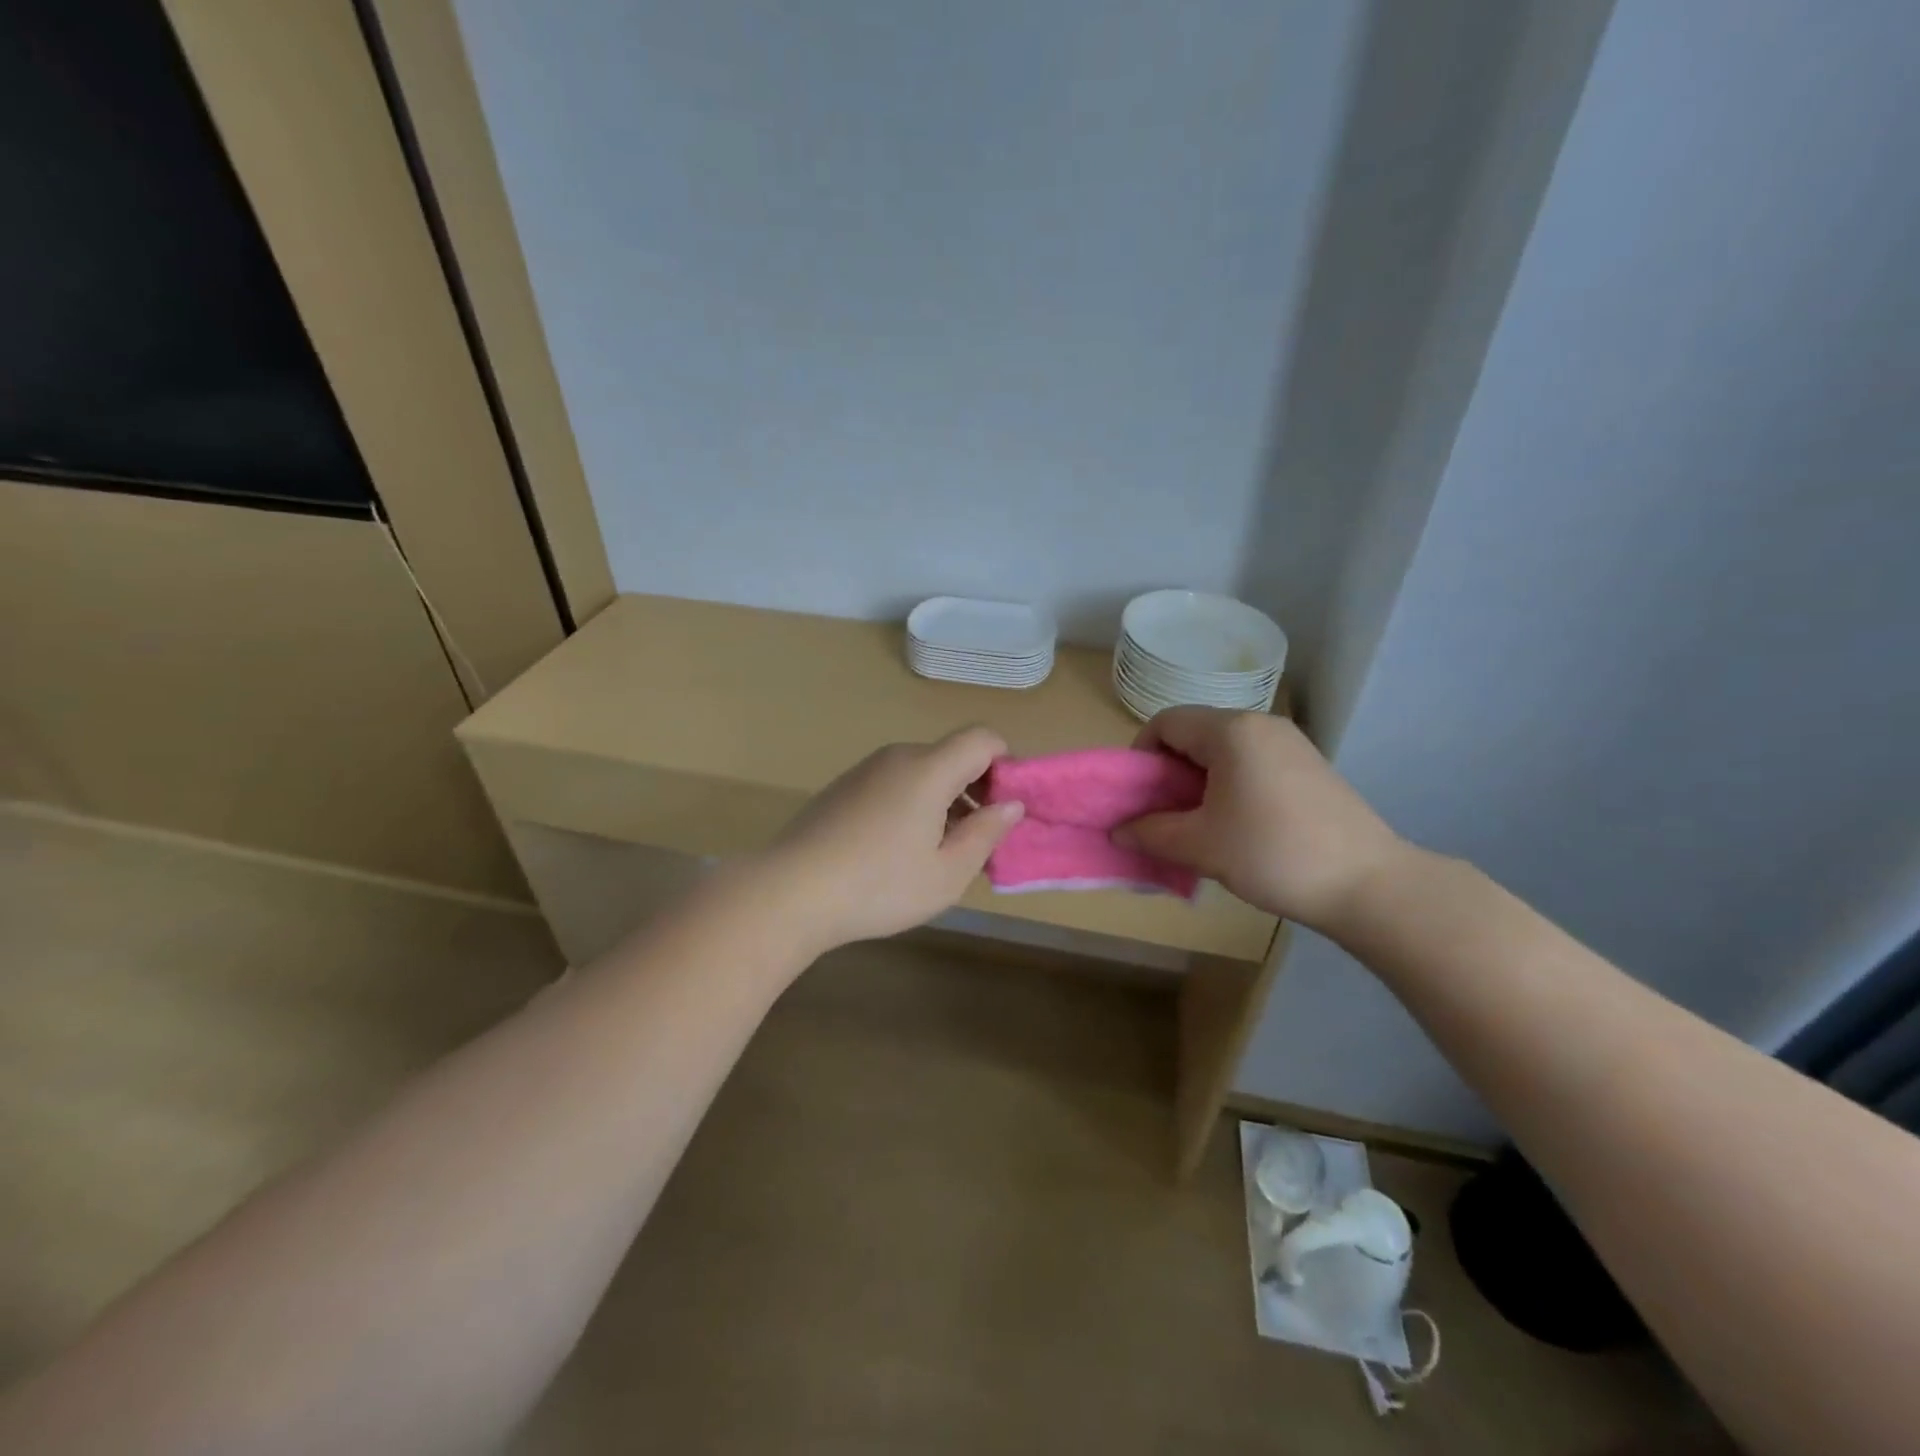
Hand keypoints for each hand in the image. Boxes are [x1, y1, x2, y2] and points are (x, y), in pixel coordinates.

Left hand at [757, 727, 1025, 953]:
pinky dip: (912, 805)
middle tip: (976, 841)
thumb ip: (985, 833)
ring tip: (937, 854)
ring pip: (922, 772)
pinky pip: (894, 784)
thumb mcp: (947, 872)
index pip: (982, 738)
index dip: (1005, 765)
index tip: (1005, 809)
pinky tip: (896, 852)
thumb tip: (1010, 805)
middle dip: (976, 790)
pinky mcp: (843, 788)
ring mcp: (865, 770)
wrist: (789, 892)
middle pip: (952, 756)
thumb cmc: (879, 886)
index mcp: (928, 769)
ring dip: (944, 801)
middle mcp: (897, 757)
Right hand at [1113, 707, 1406, 931]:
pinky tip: (1238, 826)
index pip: (1166, 722)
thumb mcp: (1200, 846)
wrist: (1368, 884)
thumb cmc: (1272, 854)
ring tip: (1200, 825)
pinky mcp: (1310, 767)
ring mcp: (1291, 744)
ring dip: (1199, 781)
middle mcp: (1261, 725)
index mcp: (1231, 731)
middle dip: (1169, 771)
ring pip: (1225, 750)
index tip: (1138, 795)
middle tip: (1163, 815)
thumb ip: (1150, 832)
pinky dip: (1231, 785)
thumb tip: (1117, 831)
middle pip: (1195, 733)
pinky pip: (1253, 763)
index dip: (1141, 754)